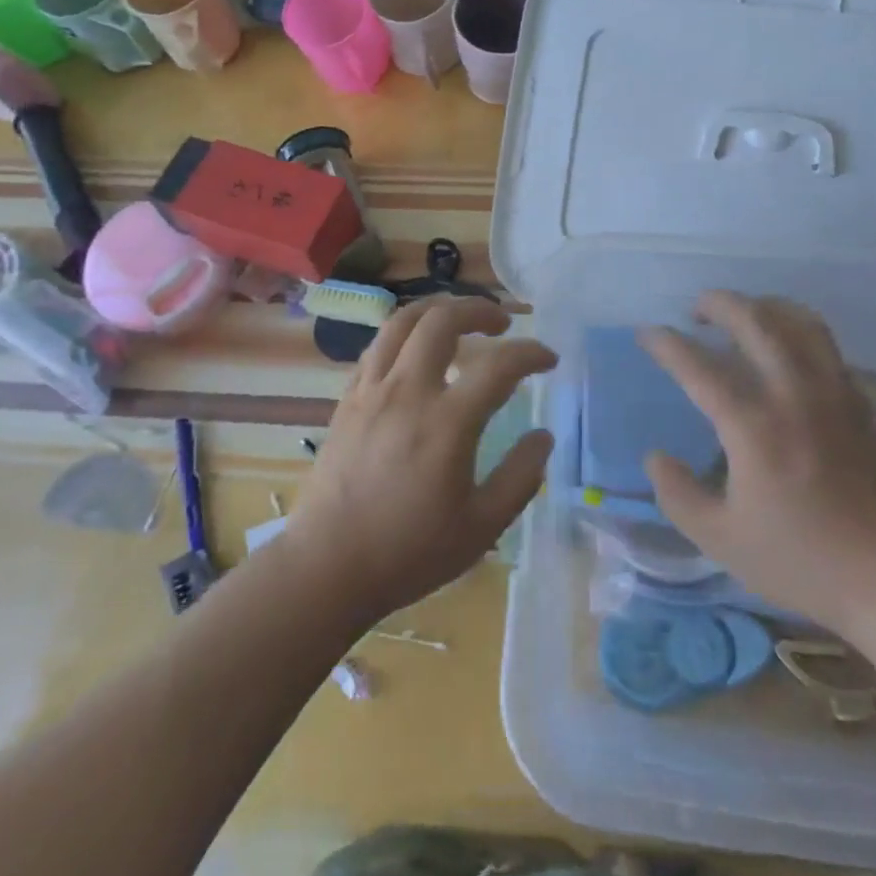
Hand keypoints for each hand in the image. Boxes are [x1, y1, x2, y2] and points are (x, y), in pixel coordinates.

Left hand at [286, 296, 556, 625]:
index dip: (531, 354)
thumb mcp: (482, 527)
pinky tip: (417, 353)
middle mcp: (408, 391)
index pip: (499, 366)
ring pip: (402, 321)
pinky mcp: (348, 399)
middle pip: (442, 320)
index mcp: (447, 423)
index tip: (548, 359)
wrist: (328, 567)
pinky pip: (378, 346)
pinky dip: (405, 335)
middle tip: (502, 323)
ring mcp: (372, 390)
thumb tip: (544, 437)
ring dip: (437, 309)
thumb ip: (520, 477)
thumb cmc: (409, 552)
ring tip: (458, 320)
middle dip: (478, 309)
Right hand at [641, 291, 875, 634]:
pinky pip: (824, 346)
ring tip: (744, 314)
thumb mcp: (720, 539)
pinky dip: (797, 330)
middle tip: (696, 309)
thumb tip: (656, 457)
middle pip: (755, 321)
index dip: (667, 344)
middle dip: (719, 303)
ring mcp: (831, 394)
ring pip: (799, 321)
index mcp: (753, 425)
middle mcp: (792, 394)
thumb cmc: (801, 560)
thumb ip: (677, 494)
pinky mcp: (858, 403)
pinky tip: (786, 350)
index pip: (699, 366)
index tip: (647, 333)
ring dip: (764, 306)